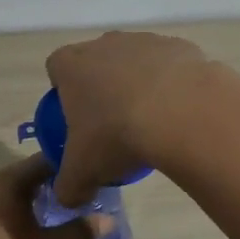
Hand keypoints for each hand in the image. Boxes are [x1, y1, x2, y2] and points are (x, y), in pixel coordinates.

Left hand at [0, 157, 110, 238]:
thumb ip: (79, 232)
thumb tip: (108, 220)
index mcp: (4, 183)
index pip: (42, 162)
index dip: (67, 167)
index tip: (88, 176)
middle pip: (23, 178)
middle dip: (50, 187)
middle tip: (76, 198)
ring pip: (6, 197)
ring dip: (29, 204)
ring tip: (54, 217)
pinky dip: (11, 217)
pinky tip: (24, 235)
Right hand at [45, 31, 212, 205]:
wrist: (182, 113)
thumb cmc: (117, 136)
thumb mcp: (83, 173)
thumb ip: (68, 187)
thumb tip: (68, 197)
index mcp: (73, 65)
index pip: (57, 67)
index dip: (62, 91)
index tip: (75, 118)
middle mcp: (106, 43)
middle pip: (97, 63)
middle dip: (102, 88)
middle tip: (112, 124)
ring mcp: (145, 40)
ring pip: (135, 62)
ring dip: (139, 86)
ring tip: (152, 122)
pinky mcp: (180, 46)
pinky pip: (170, 67)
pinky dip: (172, 85)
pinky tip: (180, 113)